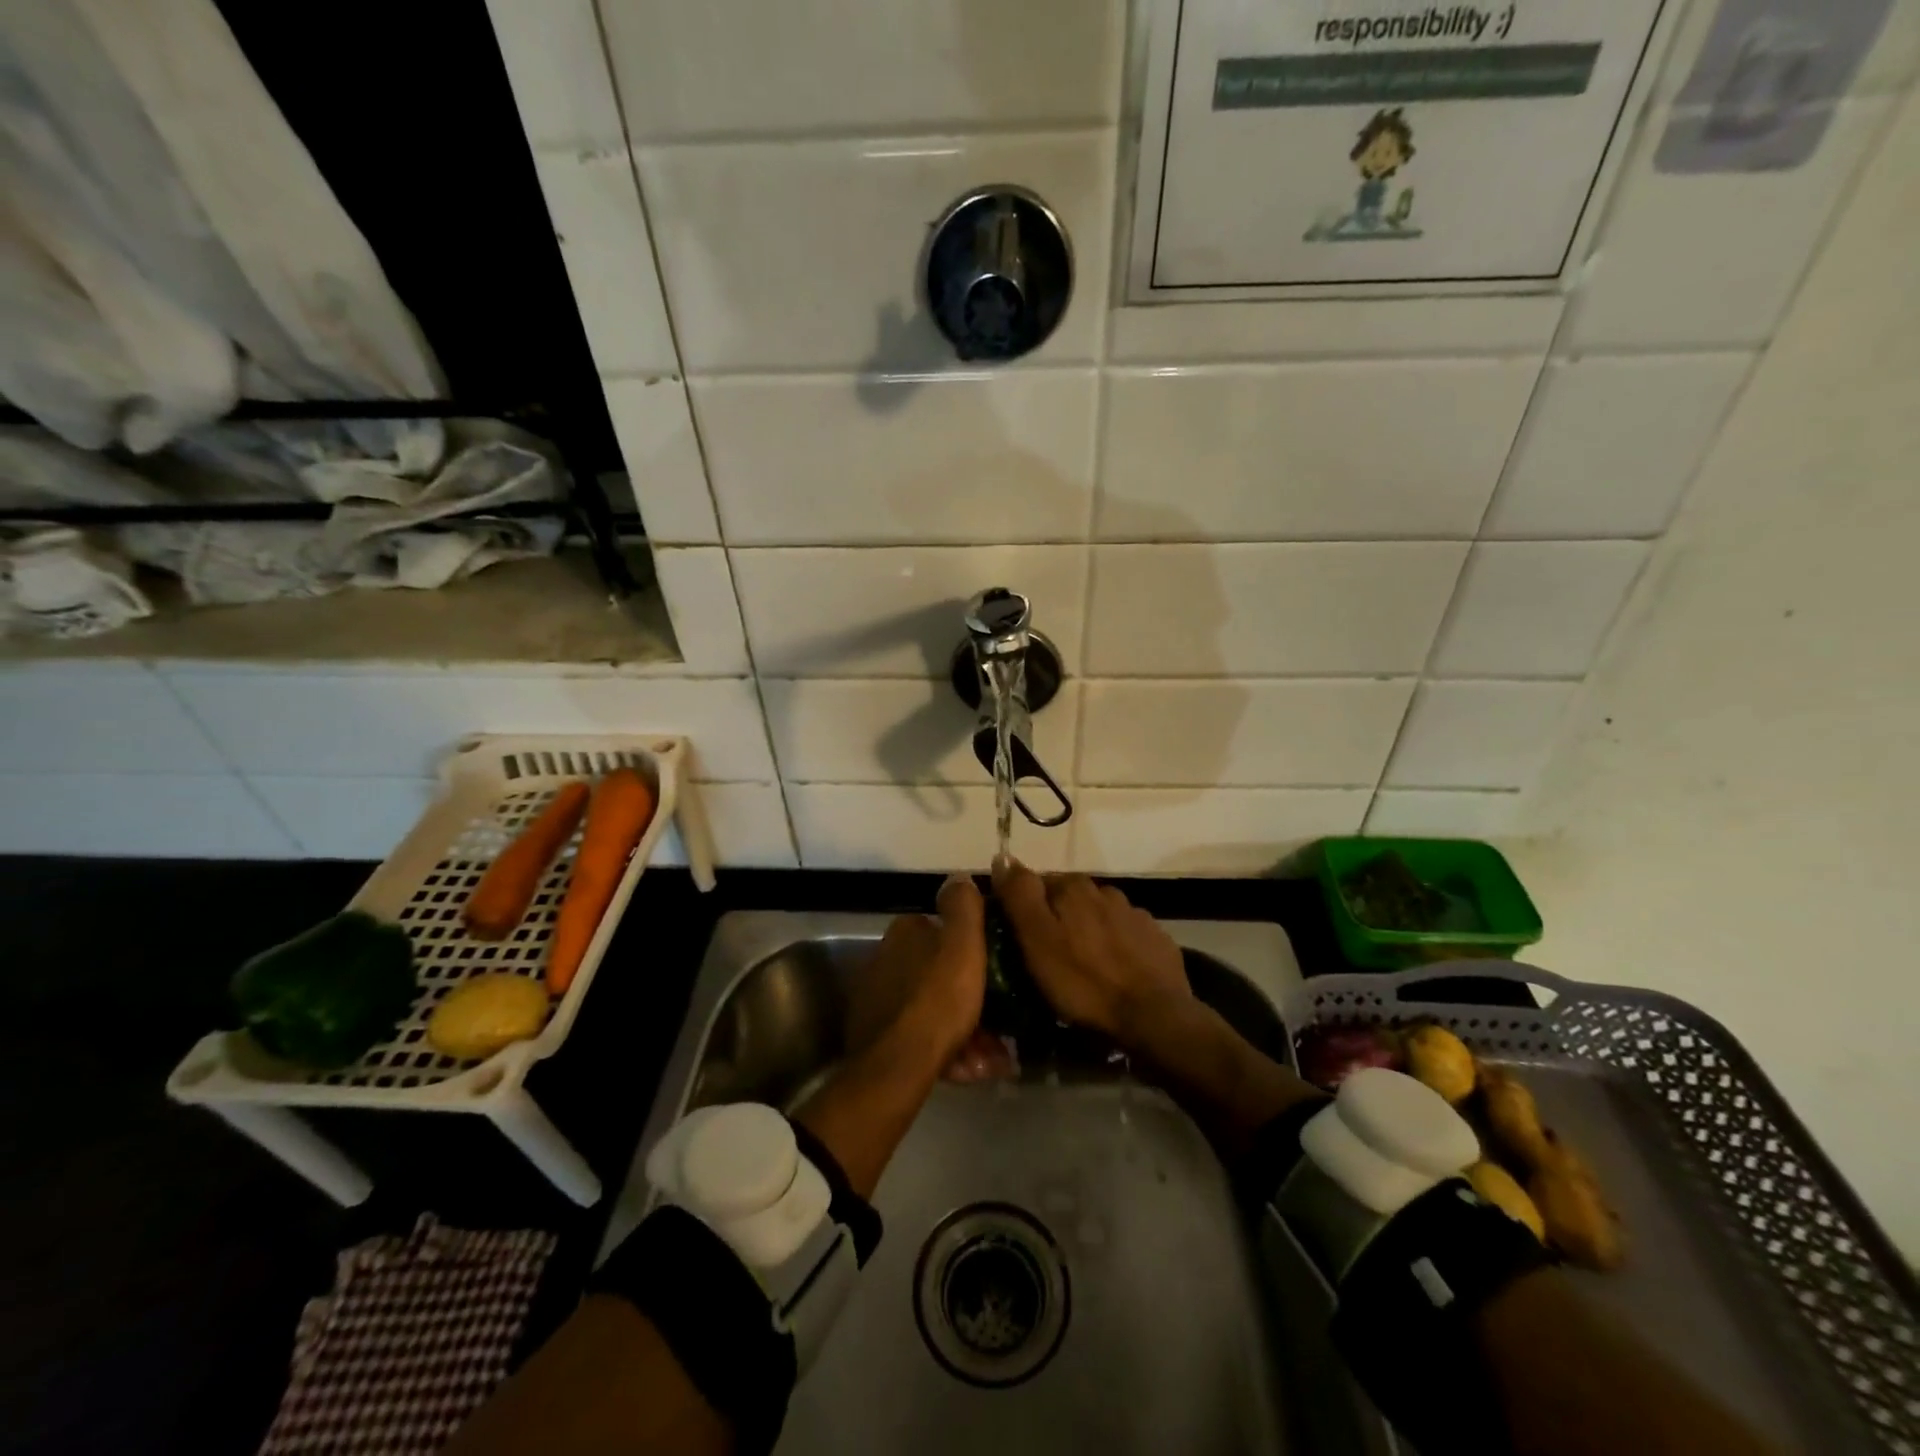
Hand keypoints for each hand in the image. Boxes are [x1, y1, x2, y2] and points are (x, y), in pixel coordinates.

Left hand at [848, 875, 1008, 1080]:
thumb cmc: (938, 998)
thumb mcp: (963, 944)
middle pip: (940, 975)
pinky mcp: (877, 1036)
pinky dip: (946, 1051)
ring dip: (966, 1032)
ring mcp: (878, 1000)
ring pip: (934, 1010)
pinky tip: (969, 1070)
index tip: (998, 974)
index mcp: (904, 932)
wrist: (898, 1066)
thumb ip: (964, 906)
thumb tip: (959, 877)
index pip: (943, 930)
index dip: (974, 951)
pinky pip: (921, 1037)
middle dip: (972, 999)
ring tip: (990, 1059)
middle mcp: (885, 959)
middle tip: (1001, 1028)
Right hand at [991, 860, 1189, 1045]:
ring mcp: (1134, 914)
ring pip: (1099, 915)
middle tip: (1048, 954)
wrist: (1154, 1016)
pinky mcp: (1156, 939)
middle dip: (1058, 918)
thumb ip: (1019, 895)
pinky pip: (1126, 935)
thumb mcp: (1037, 940)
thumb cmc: (1083, 981)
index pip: (1037, 883)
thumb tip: (1003, 856)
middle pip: (1069, 898)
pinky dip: (1115, 946)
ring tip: (1081, 965)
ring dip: (1087, 931)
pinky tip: (1113, 970)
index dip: (1025, 908)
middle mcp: (1105, 890)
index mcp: (1072, 887)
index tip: (1019, 936)